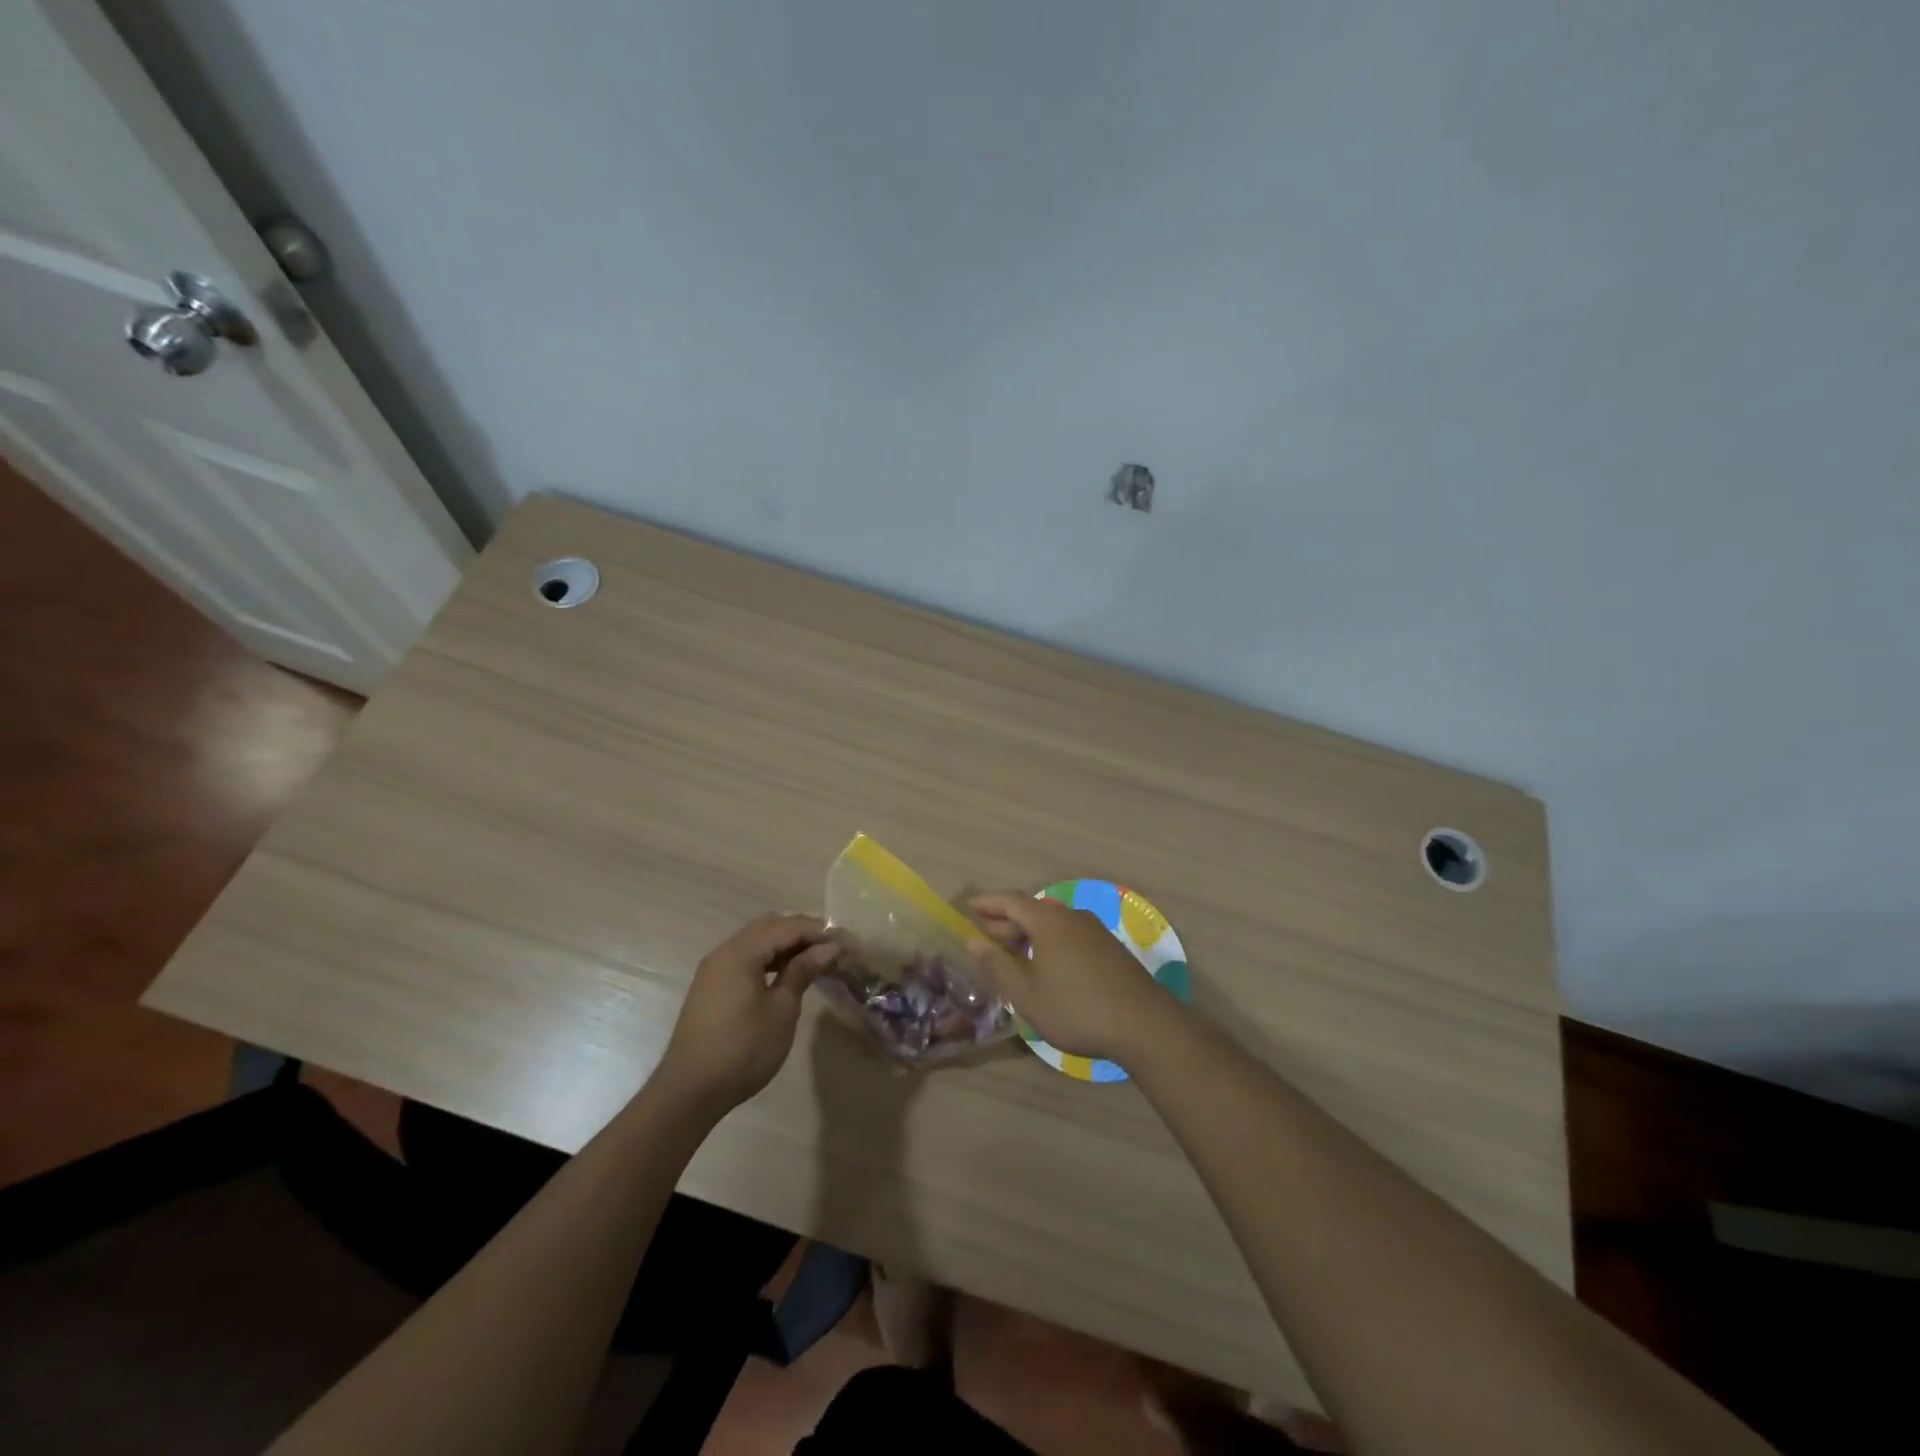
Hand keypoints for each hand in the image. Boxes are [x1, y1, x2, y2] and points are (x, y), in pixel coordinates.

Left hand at [654, 913, 837, 1113]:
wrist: (689, 1091)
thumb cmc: (743, 1049)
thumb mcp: (781, 1010)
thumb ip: (802, 971)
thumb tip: (827, 948)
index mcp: (740, 952)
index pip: (786, 926)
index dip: (818, 931)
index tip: (845, 942)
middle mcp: (724, 952)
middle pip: (769, 926)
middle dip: (801, 932)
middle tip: (830, 948)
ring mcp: (715, 969)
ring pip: (756, 941)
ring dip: (785, 945)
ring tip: (814, 960)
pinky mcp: (712, 987)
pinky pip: (745, 958)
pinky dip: (769, 959)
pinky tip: (787, 974)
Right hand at [966, 893, 1180, 1066]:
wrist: (1143, 1025)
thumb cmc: (1075, 1008)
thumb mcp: (1026, 993)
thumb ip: (997, 964)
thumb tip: (974, 940)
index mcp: (1048, 920)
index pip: (1010, 901)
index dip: (987, 903)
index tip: (968, 907)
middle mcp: (1072, 916)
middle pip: (1032, 910)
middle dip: (1006, 922)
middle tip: (985, 939)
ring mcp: (1095, 930)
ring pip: (1053, 923)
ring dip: (1029, 933)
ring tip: (1013, 955)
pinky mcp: (1110, 948)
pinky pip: (1070, 934)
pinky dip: (1049, 942)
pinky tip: (1047, 966)